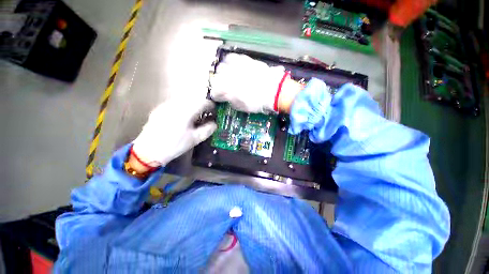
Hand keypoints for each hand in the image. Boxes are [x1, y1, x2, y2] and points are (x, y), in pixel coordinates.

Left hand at [131, 98, 216, 167]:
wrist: (148, 151)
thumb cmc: (174, 145)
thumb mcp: (195, 139)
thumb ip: (208, 129)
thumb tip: (215, 124)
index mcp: (186, 111)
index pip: (202, 102)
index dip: (210, 105)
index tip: (214, 110)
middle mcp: (175, 105)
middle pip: (193, 99)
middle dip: (201, 105)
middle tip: (205, 113)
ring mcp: (165, 106)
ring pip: (183, 100)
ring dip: (192, 105)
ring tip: (194, 116)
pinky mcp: (159, 109)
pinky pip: (174, 104)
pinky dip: (182, 108)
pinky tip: (181, 118)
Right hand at [209, 53, 302, 112]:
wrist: (274, 91)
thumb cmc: (258, 103)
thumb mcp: (242, 107)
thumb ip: (231, 100)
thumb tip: (227, 96)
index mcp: (227, 89)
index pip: (214, 91)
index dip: (216, 96)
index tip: (219, 98)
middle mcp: (228, 75)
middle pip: (216, 76)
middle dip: (218, 82)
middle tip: (224, 87)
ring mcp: (237, 66)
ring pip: (222, 65)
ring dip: (224, 72)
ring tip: (229, 76)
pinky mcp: (245, 60)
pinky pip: (233, 58)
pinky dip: (231, 63)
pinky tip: (235, 67)